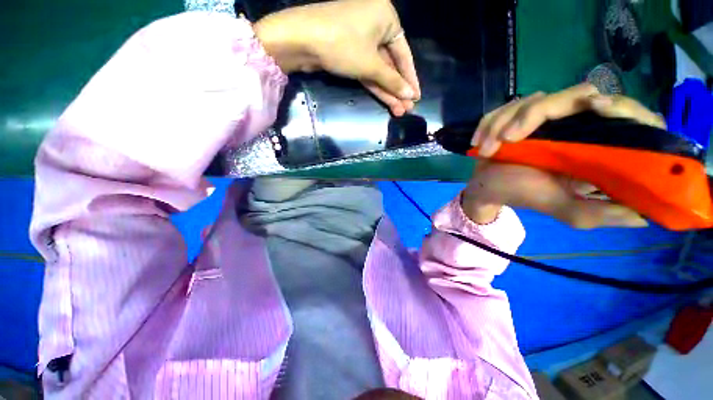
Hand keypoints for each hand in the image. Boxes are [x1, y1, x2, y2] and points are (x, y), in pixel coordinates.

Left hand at [254, 0, 419, 115]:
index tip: (416, 97)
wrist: (300, 40)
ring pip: (378, 70)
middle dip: (397, 89)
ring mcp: (361, 39)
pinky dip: (375, 85)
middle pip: (391, 63)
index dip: (410, 78)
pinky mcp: (349, 52)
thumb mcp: (371, 64)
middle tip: (407, 109)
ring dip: (387, 91)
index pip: (404, 53)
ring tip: (398, 111)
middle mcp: (375, 24)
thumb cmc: (342, 45)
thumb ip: (392, 81)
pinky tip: (386, 101)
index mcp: (386, 16)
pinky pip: (367, 70)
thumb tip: (410, 96)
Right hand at [462, 83, 665, 227]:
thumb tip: (645, 215)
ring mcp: (546, 117)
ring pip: (535, 99)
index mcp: (597, 145)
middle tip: (511, 137)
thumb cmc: (524, 195)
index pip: (627, 114)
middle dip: (538, 112)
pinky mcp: (519, 114)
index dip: (621, 106)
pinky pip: (506, 106)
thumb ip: (601, 213)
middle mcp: (577, 123)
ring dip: (503, 123)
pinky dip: (489, 123)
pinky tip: (479, 143)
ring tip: (487, 150)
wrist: (488, 188)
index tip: (596, 109)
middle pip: (578, 94)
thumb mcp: (566, 210)